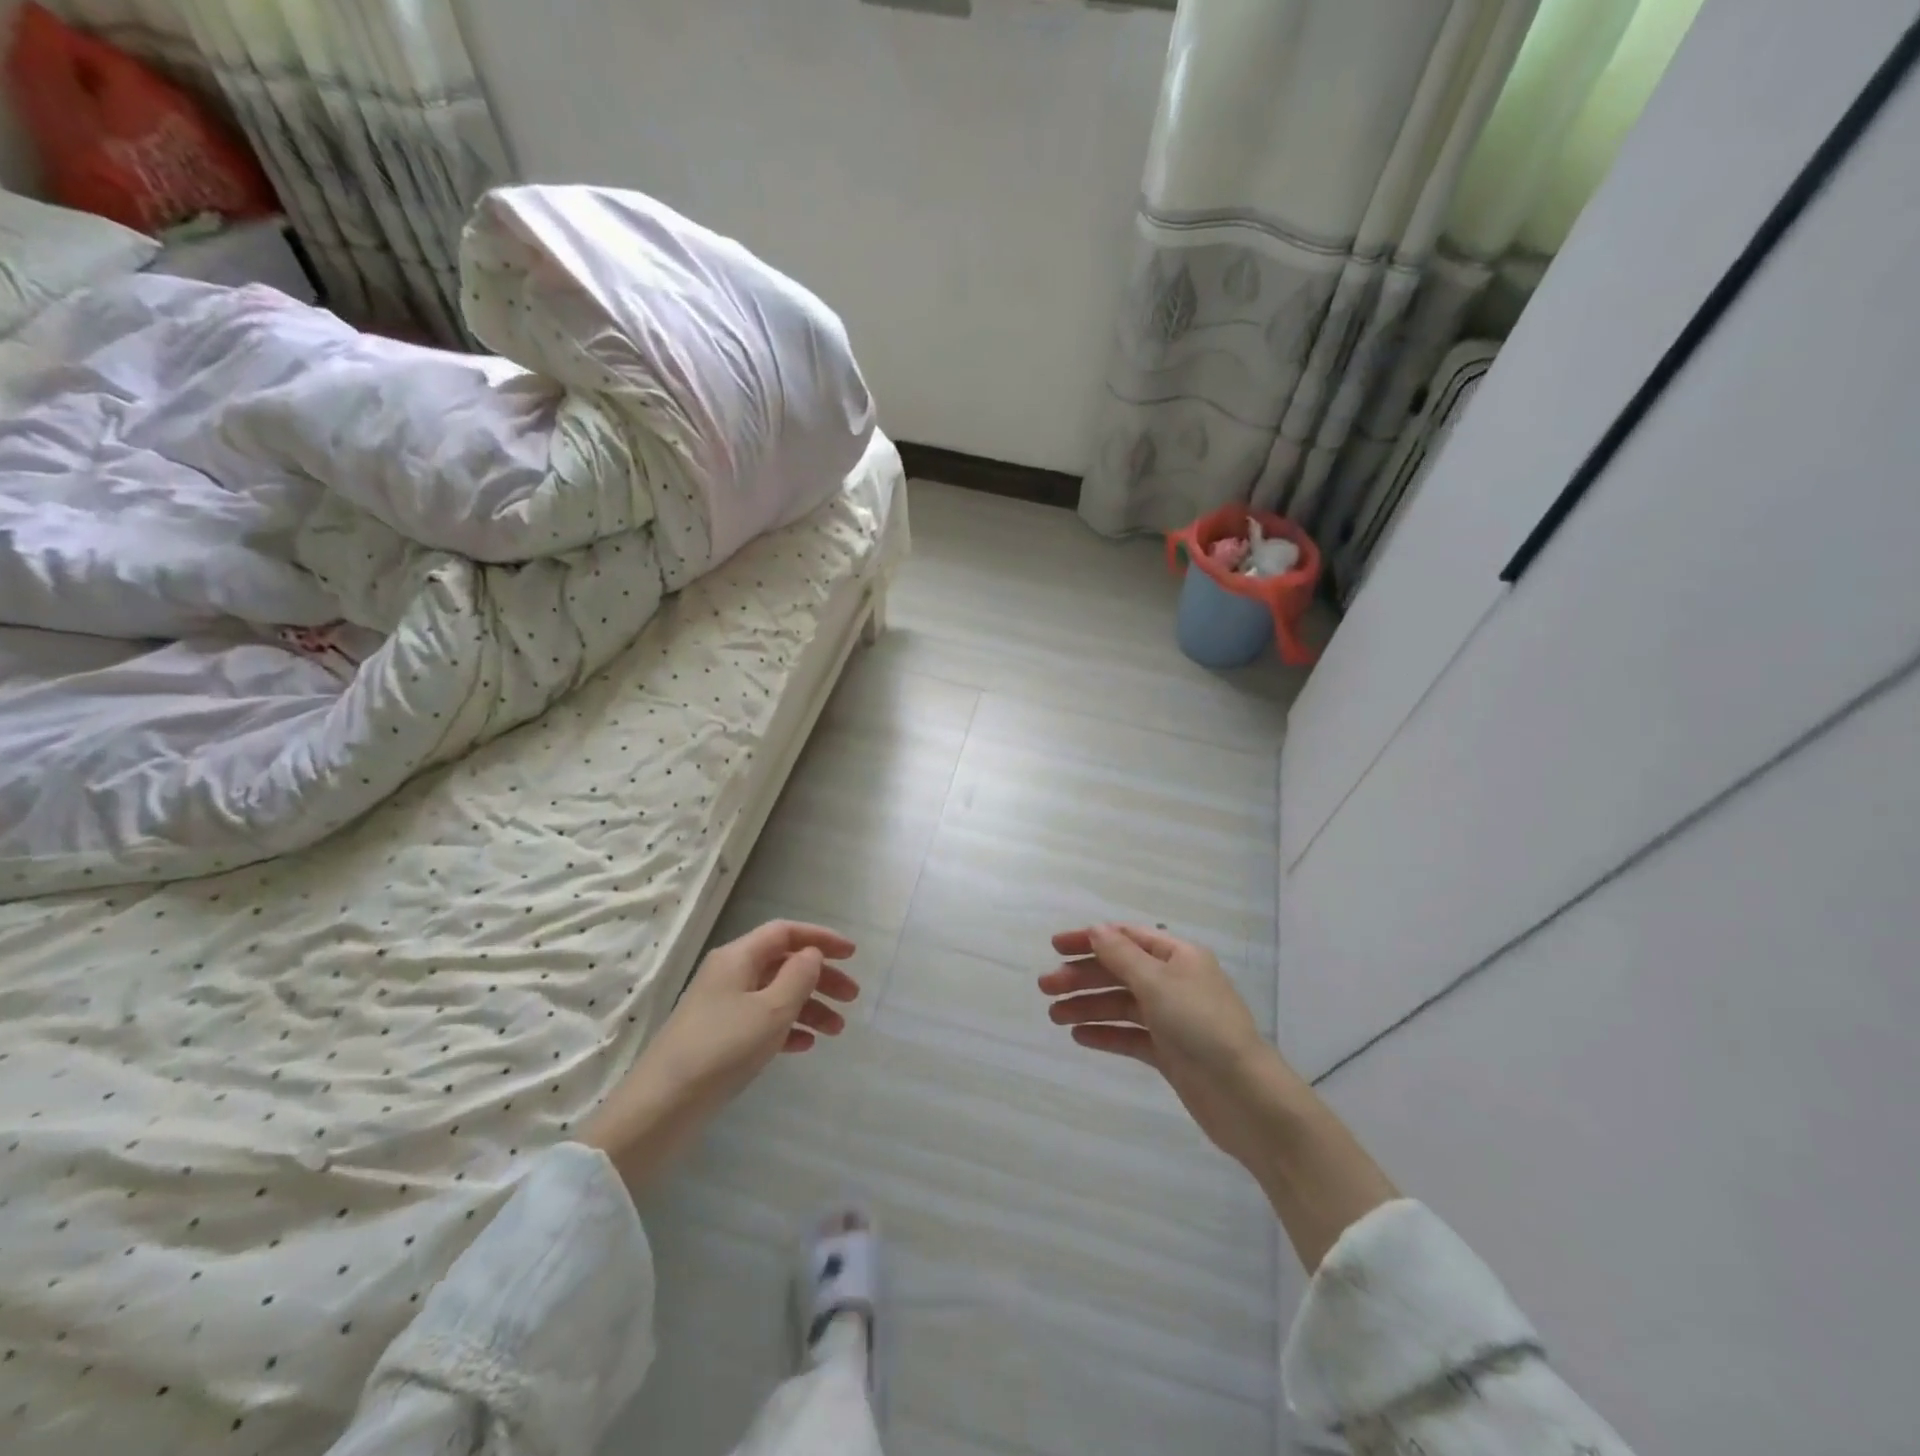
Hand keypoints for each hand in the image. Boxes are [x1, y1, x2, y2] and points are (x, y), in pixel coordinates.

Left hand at [581, 920, 858, 1193]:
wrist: (662, 1108)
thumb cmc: (722, 1049)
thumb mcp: (771, 1010)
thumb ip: (799, 976)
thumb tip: (812, 954)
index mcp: (738, 958)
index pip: (785, 933)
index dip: (820, 938)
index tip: (852, 954)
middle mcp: (730, 975)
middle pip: (783, 963)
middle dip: (821, 977)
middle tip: (852, 998)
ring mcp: (722, 1007)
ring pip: (776, 994)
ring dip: (809, 1006)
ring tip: (837, 1030)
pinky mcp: (719, 1038)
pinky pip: (762, 1021)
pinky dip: (787, 1028)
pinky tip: (805, 1046)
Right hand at [1040, 924, 1283, 1172]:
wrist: (1245, 1097)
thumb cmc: (1201, 1026)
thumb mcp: (1157, 983)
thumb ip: (1121, 956)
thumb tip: (1096, 929)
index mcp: (1178, 957)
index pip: (1127, 938)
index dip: (1091, 939)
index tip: (1055, 946)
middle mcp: (1175, 982)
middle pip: (1120, 971)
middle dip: (1082, 977)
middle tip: (1045, 987)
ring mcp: (1172, 1019)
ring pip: (1121, 1005)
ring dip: (1088, 1006)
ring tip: (1054, 1016)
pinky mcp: (1170, 1053)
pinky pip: (1130, 1036)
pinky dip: (1106, 1033)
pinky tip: (1079, 1036)